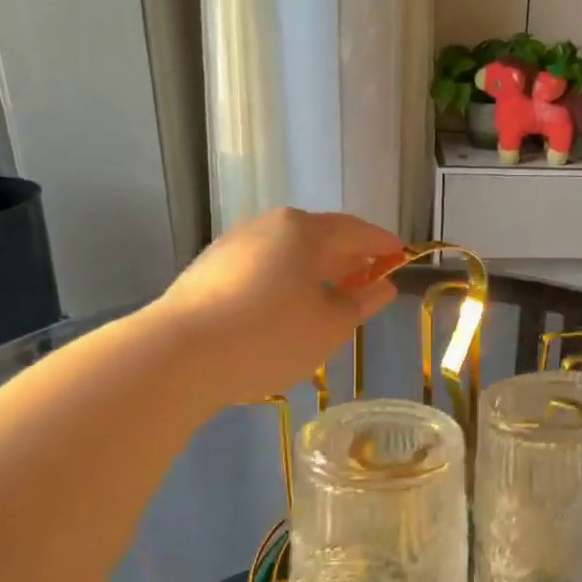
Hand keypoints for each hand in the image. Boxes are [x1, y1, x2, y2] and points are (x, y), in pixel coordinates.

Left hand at [143, 208, 403, 410]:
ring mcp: (233, 245)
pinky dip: (285, 281)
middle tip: (369, 280)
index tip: (402, 256)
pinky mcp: (209, 270)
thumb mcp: (330, 326)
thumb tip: (383, 286)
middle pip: (319, 237)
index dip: (382, 244)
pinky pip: (262, 268)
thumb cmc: (271, 336)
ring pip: (287, 253)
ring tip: (329, 299)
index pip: (356, 230)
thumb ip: (362, 302)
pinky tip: (285, 309)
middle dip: (348, 258)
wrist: (179, 355)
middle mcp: (267, 226)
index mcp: (304, 230)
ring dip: (314, 271)